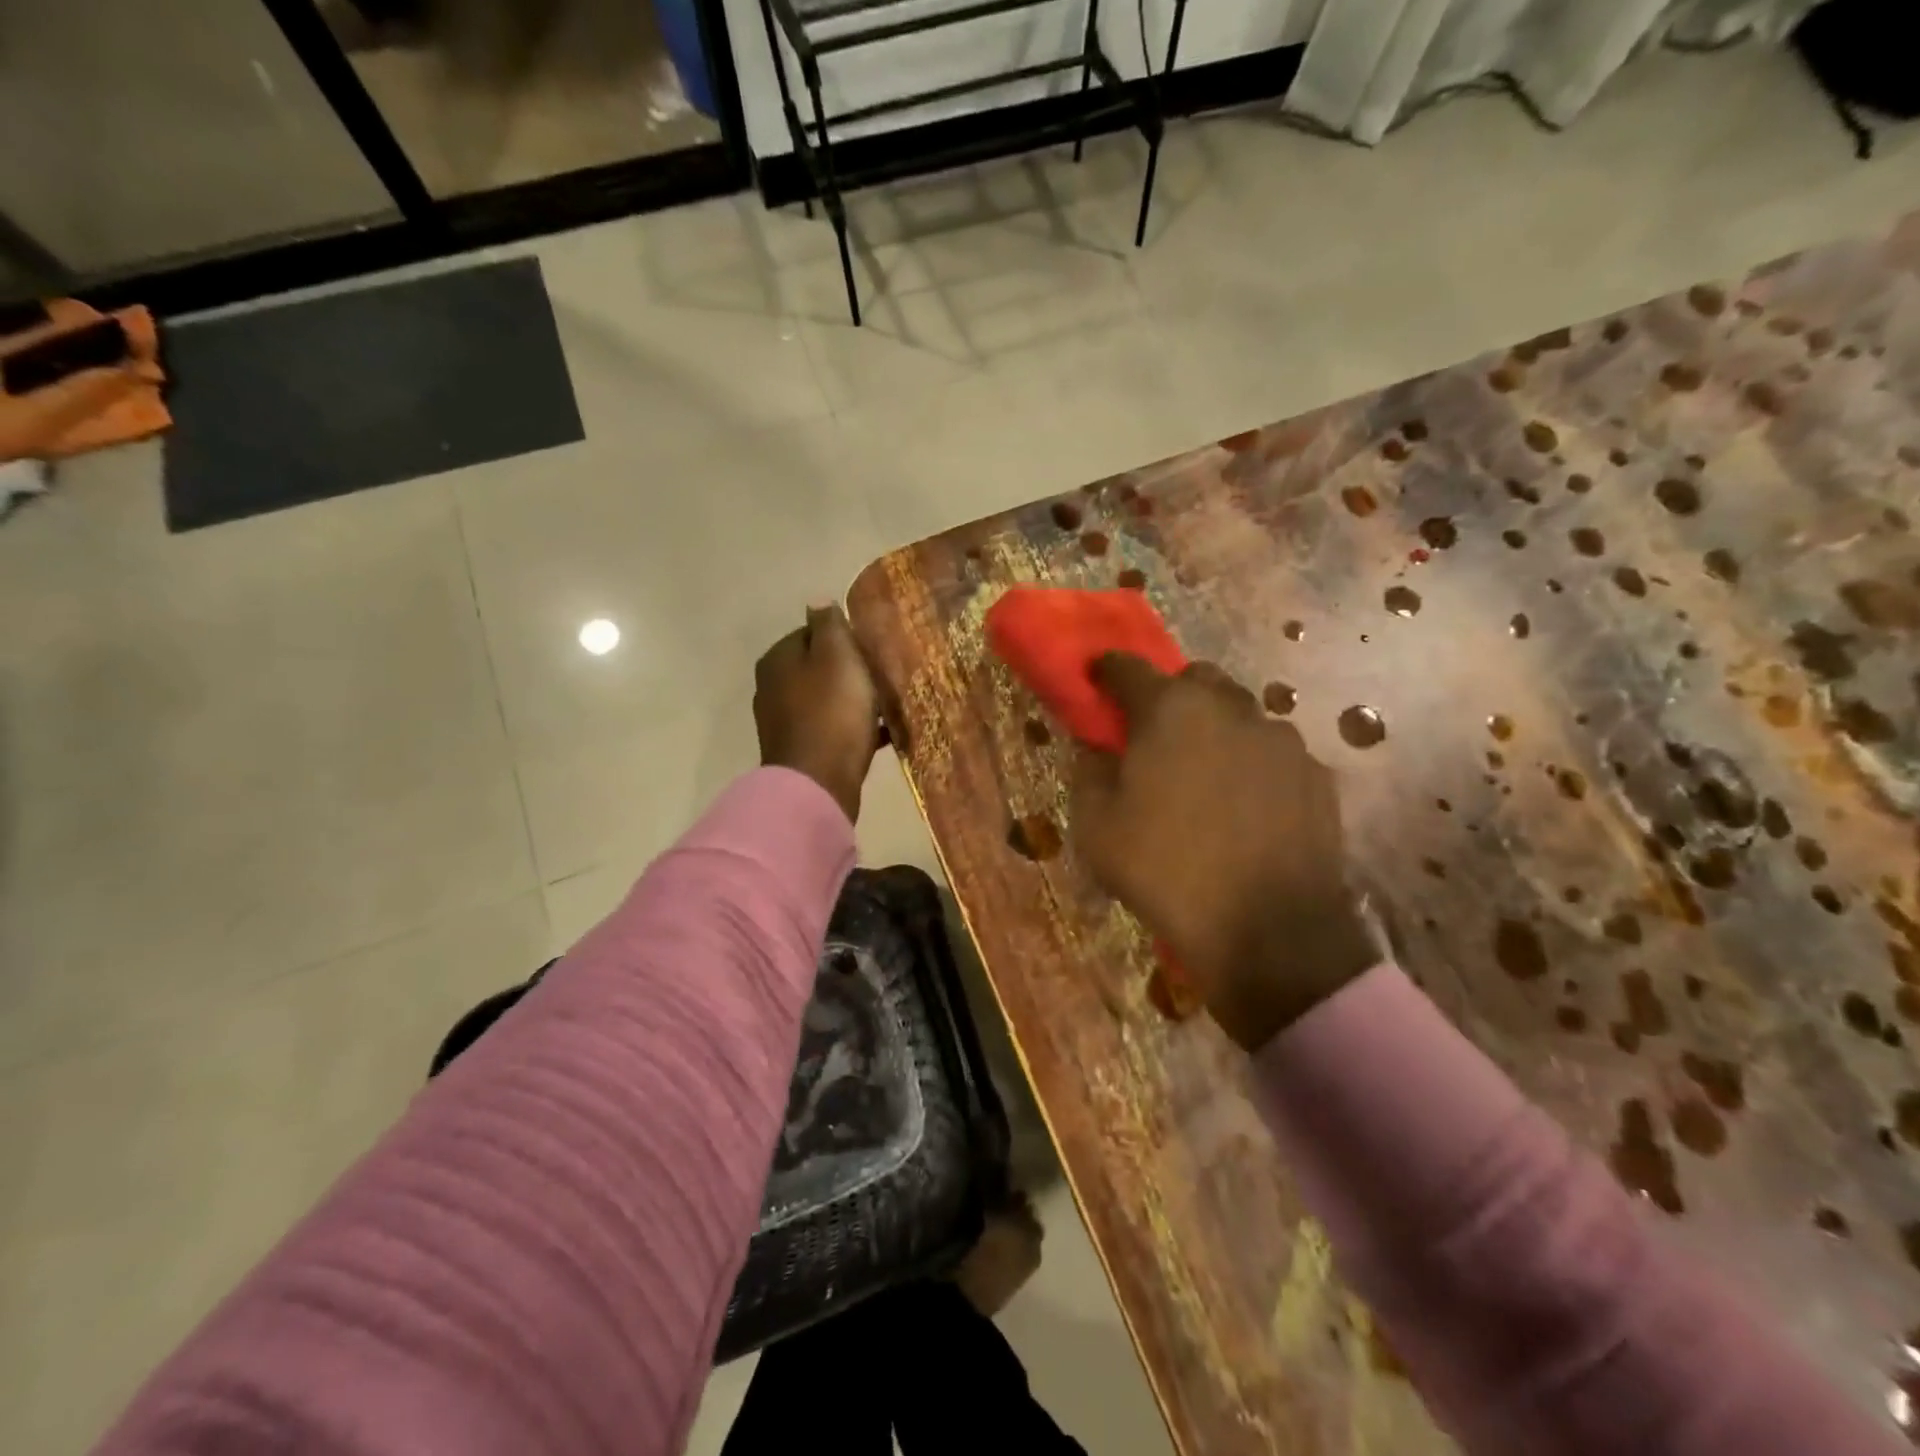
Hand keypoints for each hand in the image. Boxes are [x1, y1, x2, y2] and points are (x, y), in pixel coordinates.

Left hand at [754, 605, 882, 823]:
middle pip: (818, 668)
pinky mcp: (800, 751)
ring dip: (854, 701)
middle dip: (850, 671)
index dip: (845, 638)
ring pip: (826, 700)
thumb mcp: (837, 655)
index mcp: (778, 658)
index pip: (812, 632)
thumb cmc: (832, 711)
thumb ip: (829, 624)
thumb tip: (818, 600)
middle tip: (883, 677)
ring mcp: (783, 722)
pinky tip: (881, 734)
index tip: (872, 650)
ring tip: (887, 706)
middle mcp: (772, 687)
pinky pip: (832, 730)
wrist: (818, 782)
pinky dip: (853, 729)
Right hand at [1069, 654, 1377, 1050]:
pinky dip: (1253, 764)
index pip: (1128, 667)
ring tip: (1206, 777)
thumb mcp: (1096, 828)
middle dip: (1170, 695)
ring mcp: (1282, 739)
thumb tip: (1096, 747)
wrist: (1270, 932)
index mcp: (1171, 711)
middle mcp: (1231, 709)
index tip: (1096, 678)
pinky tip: (1247, 807)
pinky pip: (1274, 753)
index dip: (1106, 670)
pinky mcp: (1317, 774)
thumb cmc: (1167, 872)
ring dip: (1216, 730)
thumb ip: (1089, 771)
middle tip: (1155, 736)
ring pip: (1240, 714)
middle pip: (1194, 679)